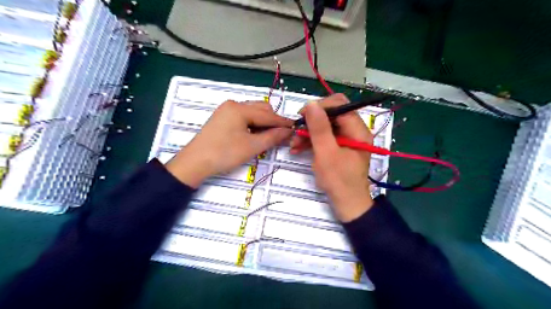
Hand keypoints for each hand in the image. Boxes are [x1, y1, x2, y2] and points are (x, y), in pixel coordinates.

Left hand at [164, 101, 292, 186]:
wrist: (195, 162)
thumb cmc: (224, 154)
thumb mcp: (252, 146)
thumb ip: (272, 137)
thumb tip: (288, 131)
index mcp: (240, 108)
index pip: (267, 114)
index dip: (282, 122)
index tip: (295, 127)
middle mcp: (233, 104)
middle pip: (260, 109)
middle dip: (272, 121)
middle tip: (281, 135)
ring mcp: (226, 110)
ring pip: (252, 112)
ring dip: (263, 123)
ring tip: (269, 136)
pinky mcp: (222, 118)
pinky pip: (243, 117)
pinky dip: (252, 124)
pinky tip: (255, 134)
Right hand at [289, 95, 374, 221]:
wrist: (347, 205)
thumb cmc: (339, 181)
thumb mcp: (326, 154)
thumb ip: (319, 128)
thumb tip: (311, 104)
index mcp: (357, 130)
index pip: (339, 105)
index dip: (319, 107)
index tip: (302, 116)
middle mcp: (354, 130)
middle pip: (331, 115)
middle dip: (312, 121)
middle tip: (296, 130)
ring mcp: (346, 139)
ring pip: (325, 126)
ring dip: (308, 132)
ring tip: (293, 144)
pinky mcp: (338, 147)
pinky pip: (324, 137)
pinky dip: (311, 141)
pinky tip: (298, 148)